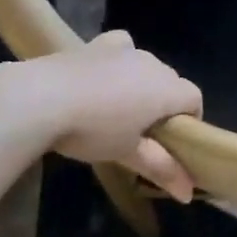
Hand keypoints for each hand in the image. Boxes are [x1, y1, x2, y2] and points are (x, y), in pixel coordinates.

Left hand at [26, 32, 202, 200]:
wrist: (41, 97)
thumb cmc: (92, 130)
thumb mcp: (127, 153)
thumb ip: (161, 168)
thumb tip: (188, 193)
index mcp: (166, 90)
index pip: (195, 98)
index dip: (190, 119)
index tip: (172, 142)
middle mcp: (153, 63)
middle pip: (172, 82)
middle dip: (166, 104)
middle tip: (143, 132)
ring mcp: (126, 49)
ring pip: (147, 66)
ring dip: (143, 84)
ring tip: (118, 108)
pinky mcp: (99, 42)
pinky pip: (123, 47)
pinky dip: (122, 60)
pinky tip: (105, 76)